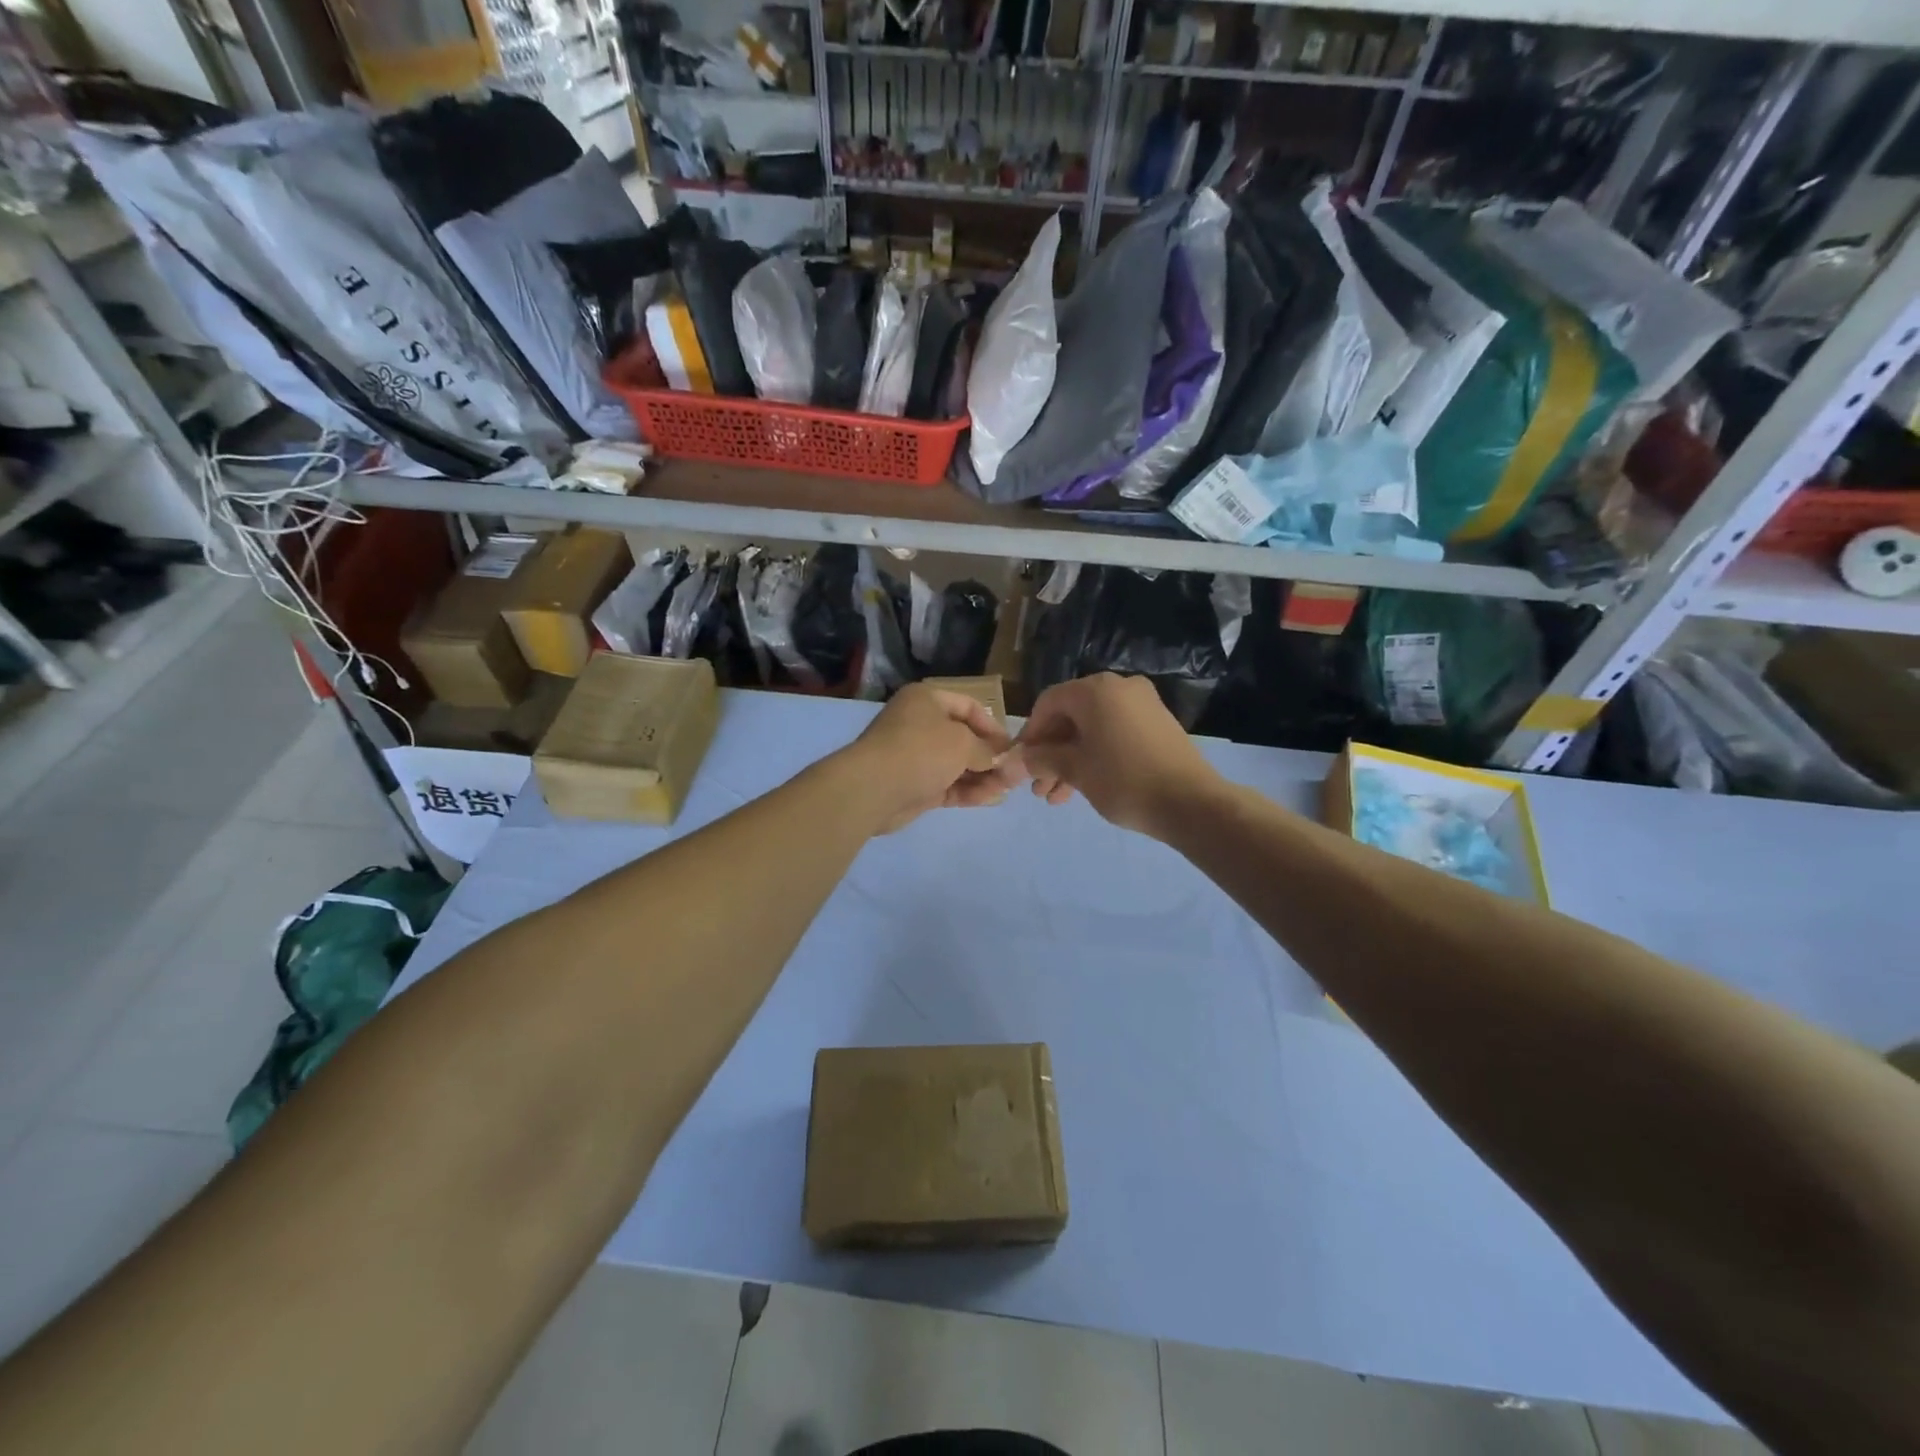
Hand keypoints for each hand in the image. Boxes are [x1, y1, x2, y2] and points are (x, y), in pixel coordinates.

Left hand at [838, 683, 1022, 833]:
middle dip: (990, 756)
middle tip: (1013, 773)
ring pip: (956, 765)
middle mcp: (919, 724)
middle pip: (963, 738)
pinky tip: (990, 799)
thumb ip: (987, 750)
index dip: (993, 726)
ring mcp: (916, 757)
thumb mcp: (962, 743)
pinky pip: (948, 785)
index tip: (1012, 747)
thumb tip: (1002, 758)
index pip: (969, 707)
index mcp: (926, 700)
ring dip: (982, 776)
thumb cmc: (921, 751)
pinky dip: (968, 791)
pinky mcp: (914, 786)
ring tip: (1007, 789)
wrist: (872, 789)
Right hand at [1018, 673, 1218, 837]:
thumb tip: (1017, 760)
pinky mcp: (1156, 725)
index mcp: (1096, 690)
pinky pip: (1114, 734)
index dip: (1030, 734)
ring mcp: (1142, 705)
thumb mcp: (1075, 770)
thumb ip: (1042, 759)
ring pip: (1092, 730)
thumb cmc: (1124, 781)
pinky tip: (1082, 787)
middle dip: (1050, 754)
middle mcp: (1119, 687)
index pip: (1048, 703)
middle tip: (1038, 787)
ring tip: (1056, 798)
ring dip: (1070, 760)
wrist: (1191, 803)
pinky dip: (1095, 756)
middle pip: (1070, 717)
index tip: (1021, 764)